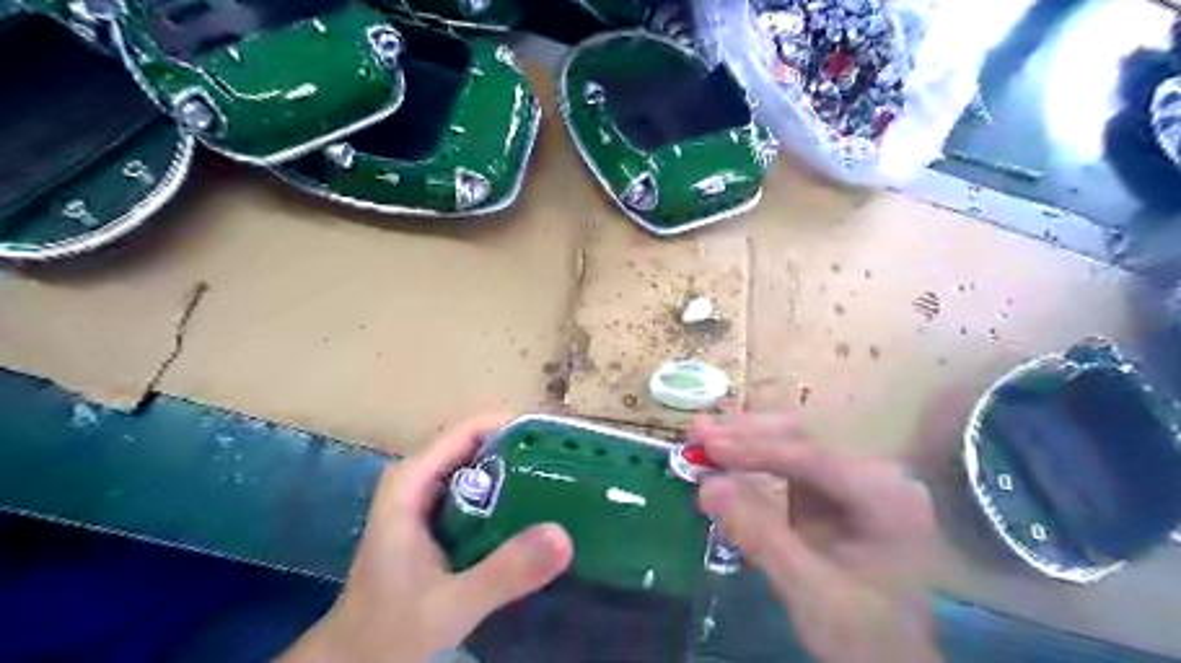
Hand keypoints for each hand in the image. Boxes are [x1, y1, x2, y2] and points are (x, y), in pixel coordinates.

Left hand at [278, 415, 571, 662]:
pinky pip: (481, 492)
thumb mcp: (451, 605)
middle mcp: (419, 479)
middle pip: (479, 443)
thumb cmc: (390, 631)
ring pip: (481, 467)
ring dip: (520, 470)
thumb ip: (504, 572)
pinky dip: (509, 494)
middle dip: (525, 448)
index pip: (470, 429)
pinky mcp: (437, 520)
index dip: (516, 427)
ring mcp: (427, 499)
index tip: (559, 440)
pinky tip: (538, 511)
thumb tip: (563, 536)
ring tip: (565, 480)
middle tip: (571, 463)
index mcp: (411, 481)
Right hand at [695, 414, 942, 662]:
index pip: (815, 458)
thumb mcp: (811, 591)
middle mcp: (876, 475)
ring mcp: (856, 478)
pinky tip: (726, 455)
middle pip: (806, 438)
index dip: (758, 449)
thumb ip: (760, 536)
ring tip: (702, 436)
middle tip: (698, 433)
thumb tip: (708, 486)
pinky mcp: (836, 489)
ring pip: (795, 442)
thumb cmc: (863, 633)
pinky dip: (754, 458)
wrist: (893, 659)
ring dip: (747, 439)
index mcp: (887, 498)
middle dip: (748, 434)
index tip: (709, 446)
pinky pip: (791, 462)